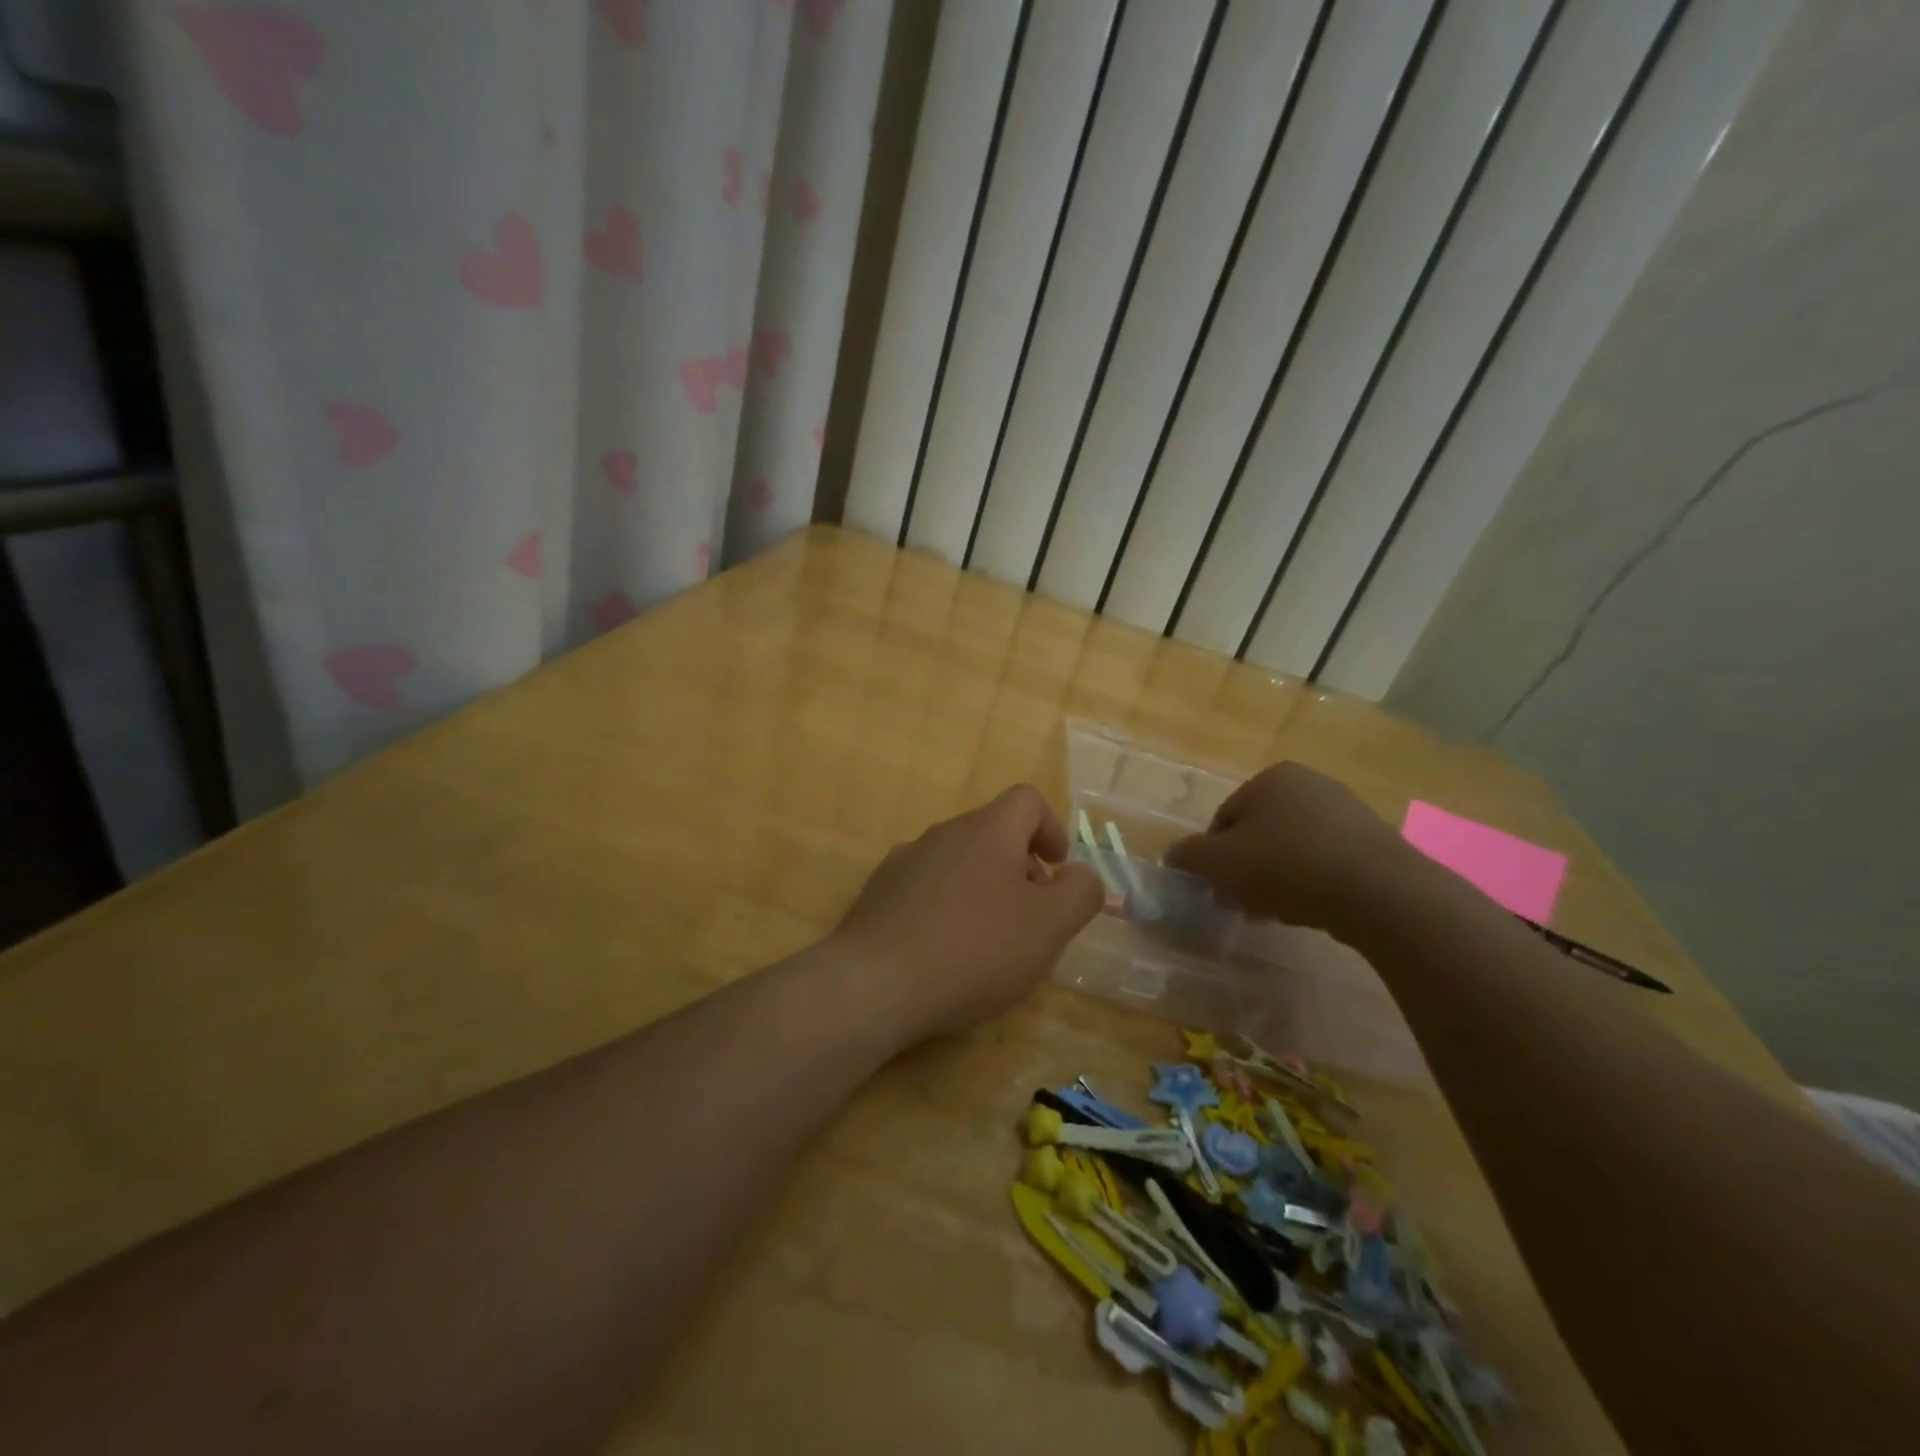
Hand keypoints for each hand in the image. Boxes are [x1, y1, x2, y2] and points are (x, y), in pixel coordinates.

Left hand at [831, 785, 1103, 1041]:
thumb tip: (1079, 875)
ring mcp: (905, 860)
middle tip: (1030, 918)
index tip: (1056, 870)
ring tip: (987, 942)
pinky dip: (946, 907)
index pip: (1026, 800)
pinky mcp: (878, 892)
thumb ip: (1080, 893)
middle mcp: (943, 833)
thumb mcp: (1049, 927)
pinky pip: (926, 887)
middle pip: (993, 832)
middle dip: (1021, 867)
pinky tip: (943, 951)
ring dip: (983, 888)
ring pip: (959, 861)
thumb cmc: (974, 950)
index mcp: (987, 831)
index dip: (1051, 828)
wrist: (875, 984)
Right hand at [1165, 762, 1414, 932]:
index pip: (1224, 819)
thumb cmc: (1287, 866)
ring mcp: (1347, 810)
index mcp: (1270, 778)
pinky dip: (1312, 882)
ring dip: (1277, 878)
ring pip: (1292, 848)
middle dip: (1246, 869)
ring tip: (1278, 912)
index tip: (1219, 890)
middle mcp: (1309, 783)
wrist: (1378, 891)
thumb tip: (1174, 855)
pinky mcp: (1375, 840)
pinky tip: (1312, 908)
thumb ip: (1188, 856)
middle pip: (1259, 833)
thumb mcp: (1219, 863)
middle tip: (1244, 904)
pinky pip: (1326, 860)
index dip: (1214, 858)